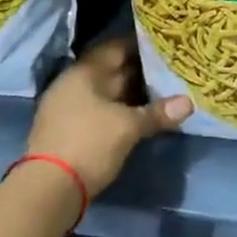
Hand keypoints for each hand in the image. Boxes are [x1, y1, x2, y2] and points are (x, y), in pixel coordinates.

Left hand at [26, 36, 191, 197]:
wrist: (47, 191)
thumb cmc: (90, 144)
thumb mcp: (129, 127)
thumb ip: (157, 112)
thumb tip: (188, 103)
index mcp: (84, 72)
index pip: (116, 47)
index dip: (141, 46)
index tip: (164, 47)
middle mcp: (72, 83)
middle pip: (110, 70)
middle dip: (138, 72)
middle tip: (168, 70)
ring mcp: (65, 107)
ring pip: (104, 92)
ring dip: (127, 94)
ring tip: (158, 93)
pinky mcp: (65, 130)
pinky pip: (96, 110)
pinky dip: (116, 110)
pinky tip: (135, 117)